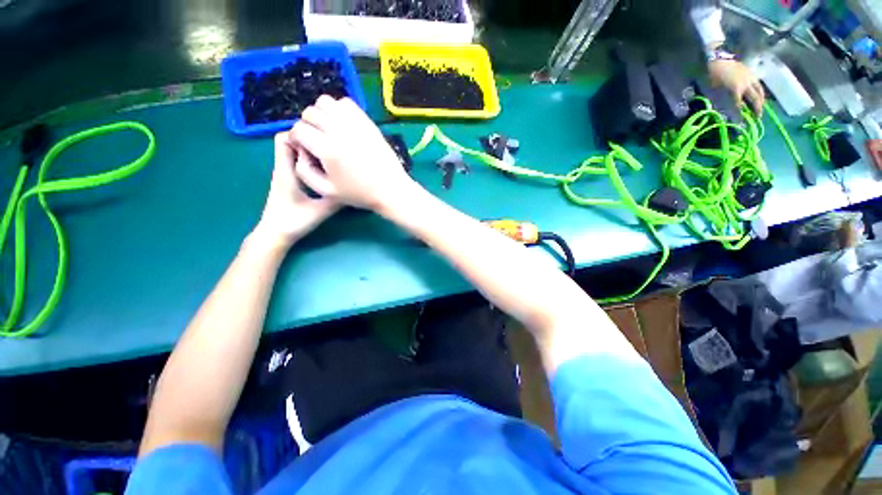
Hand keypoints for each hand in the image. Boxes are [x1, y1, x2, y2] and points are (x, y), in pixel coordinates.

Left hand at [253, 132, 339, 248]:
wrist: (275, 235)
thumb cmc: (293, 222)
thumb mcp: (320, 210)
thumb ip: (336, 199)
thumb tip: (354, 189)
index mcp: (285, 170)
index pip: (284, 138)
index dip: (301, 134)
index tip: (322, 140)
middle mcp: (283, 168)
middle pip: (291, 142)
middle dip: (309, 141)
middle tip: (331, 148)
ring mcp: (285, 174)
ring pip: (295, 153)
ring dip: (311, 152)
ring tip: (331, 157)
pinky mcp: (289, 182)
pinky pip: (298, 164)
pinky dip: (310, 162)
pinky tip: (326, 170)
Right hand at [290, 96, 415, 211]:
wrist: (391, 190)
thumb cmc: (359, 194)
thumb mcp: (327, 191)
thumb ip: (304, 171)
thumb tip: (299, 150)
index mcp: (329, 151)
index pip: (299, 129)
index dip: (297, 138)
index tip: (305, 148)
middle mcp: (340, 132)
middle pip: (310, 112)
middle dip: (307, 125)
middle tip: (316, 140)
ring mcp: (356, 125)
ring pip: (326, 102)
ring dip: (321, 114)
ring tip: (328, 130)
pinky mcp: (368, 122)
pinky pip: (346, 103)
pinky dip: (339, 109)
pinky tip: (343, 125)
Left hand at [708, 59, 765, 115]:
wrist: (713, 59)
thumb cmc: (710, 77)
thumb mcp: (711, 93)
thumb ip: (721, 103)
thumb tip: (727, 114)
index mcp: (735, 90)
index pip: (739, 108)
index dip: (740, 117)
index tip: (742, 126)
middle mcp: (746, 84)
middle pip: (755, 99)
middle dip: (757, 110)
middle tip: (757, 118)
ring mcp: (750, 77)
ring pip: (760, 92)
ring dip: (761, 101)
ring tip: (759, 109)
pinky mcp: (750, 72)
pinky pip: (758, 85)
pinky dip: (759, 92)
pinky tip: (758, 96)